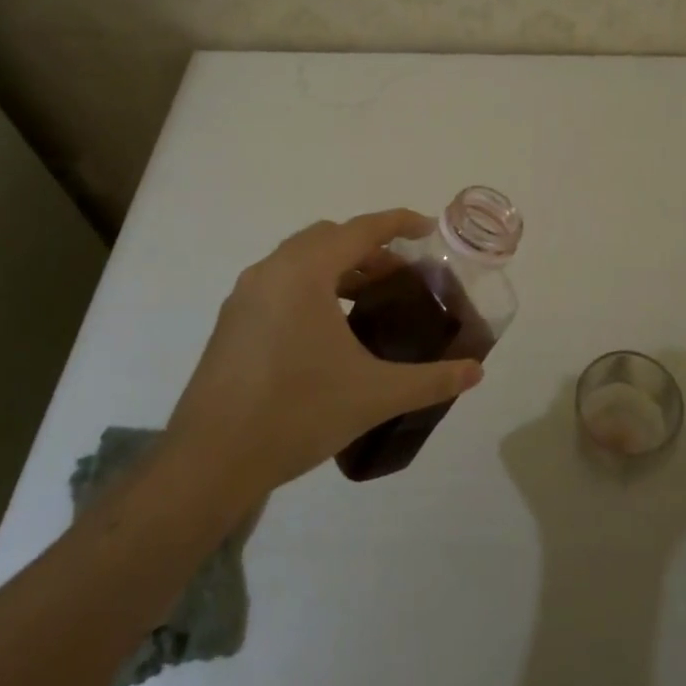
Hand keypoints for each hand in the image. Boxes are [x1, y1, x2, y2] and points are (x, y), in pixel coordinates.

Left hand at [161, 210, 483, 496]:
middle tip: (402, 277)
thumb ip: (430, 380)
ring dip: (339, 268)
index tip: (428, 229)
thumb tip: (476, 372)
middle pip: (330, 238)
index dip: (399, 223)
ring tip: (370, 301)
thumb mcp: (374, 395)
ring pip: (301, 259)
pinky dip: (312, 286)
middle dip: (370, 249)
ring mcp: (245, 295)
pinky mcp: (231, 321)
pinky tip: (329, 329)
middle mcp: (271, 270)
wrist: (210, 462)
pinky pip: (280, 282)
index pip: (361, 229)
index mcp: (305, 271)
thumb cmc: (297, 413)